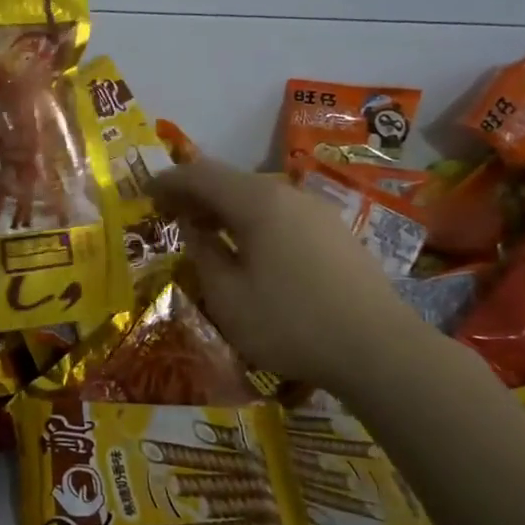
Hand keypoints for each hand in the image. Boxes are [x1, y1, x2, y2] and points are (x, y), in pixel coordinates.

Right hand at [153, 159, 418, 391]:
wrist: (380, 349)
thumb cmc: (291, 323)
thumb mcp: (228, 296)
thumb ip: (203, 253)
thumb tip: (193, 228)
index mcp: (256, 202)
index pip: (200, 174)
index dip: (169, 180)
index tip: (145, 192)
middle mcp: (287, 194)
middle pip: (231, 181)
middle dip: (196, 193)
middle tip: (171, 214)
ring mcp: (317, 211)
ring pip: (258, 197)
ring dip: (226, 208)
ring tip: (207, 232)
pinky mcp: (336, 233)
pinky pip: (282, 214)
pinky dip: (254, 221)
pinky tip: (251, 249)